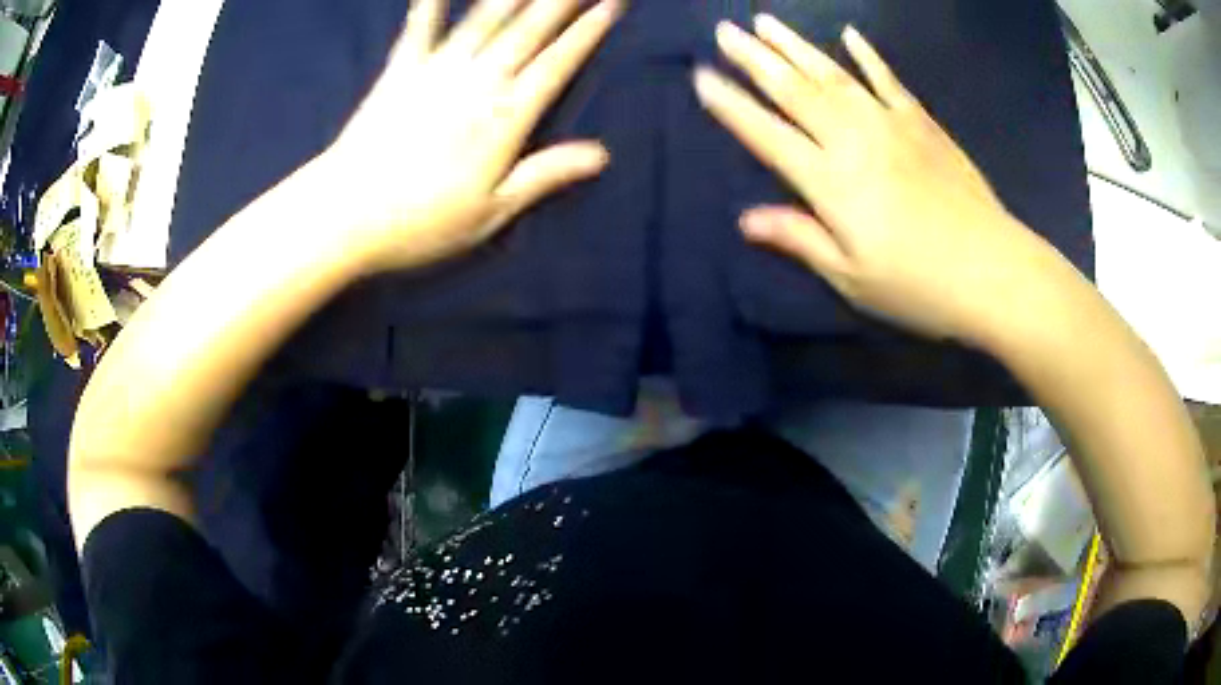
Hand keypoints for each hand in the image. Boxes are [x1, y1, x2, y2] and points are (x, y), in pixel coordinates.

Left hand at [324, 0, 620, 274]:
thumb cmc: (421, 222)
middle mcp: (477, 82)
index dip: (588, 31)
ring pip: (485, 19)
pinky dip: (431, 3)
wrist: (345, 214)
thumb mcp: (491, 211)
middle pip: (528, 30)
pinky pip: (420, 28)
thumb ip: (544, 175)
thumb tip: (601, 155)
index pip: (558, 63)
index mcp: (505, 117)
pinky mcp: (399, 72)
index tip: (611, 4)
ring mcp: (436, 71)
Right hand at [693, 17, 1055, 345]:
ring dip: (795, 45)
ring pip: (833, 74)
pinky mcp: (923, 123)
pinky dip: (868, 55)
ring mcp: (891, 124)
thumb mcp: (852, 278)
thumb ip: (800, 239)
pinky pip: (888, 80)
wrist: (994, 271)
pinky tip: (849, 35)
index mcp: (830, 182)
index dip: (732, 106)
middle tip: (724, 30)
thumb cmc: (919, 286)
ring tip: (766, 21)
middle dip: (754, 57)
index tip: (702, 77)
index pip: (767, 134)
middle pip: (794, 90)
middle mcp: (854, 140)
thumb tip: (746, 219)